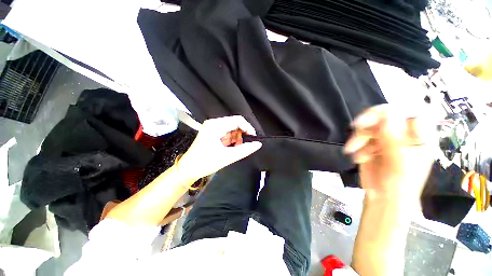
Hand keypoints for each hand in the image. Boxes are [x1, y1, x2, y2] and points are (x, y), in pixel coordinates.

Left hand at [177, 116, 261, 183]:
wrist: (188, 169)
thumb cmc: (206, 162)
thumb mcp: (228, 157)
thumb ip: (245, 150)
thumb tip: (258, 144)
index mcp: (216, 125)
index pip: (238, 120)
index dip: (248, 128)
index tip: (253, 139)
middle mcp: (213, 123)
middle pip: (235, 123)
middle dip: (241, 134)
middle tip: (241, 146)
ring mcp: (211, 127)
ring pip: (231, 128)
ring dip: (236, 138)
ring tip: (234, 148)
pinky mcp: (211, 132)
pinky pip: (226, 132)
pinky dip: (230, 139)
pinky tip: (229, 147)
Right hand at [345, 105, 432, 202]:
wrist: (383, 199)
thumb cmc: (400, 185)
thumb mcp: (400, 163)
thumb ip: (394, 139)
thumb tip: (387, 114)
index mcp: (420, 137)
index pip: (414, 111)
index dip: (398, 108)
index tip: (381, 114)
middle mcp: (403, 134)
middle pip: (387, 115)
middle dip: (370, 120)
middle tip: (356, 126)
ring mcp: (386, 139)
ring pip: (369, 126)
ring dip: (358, 137)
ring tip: (351, 149)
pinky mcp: (371, 145)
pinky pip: (360, 137)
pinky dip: (356, 146)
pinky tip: (358, 158)